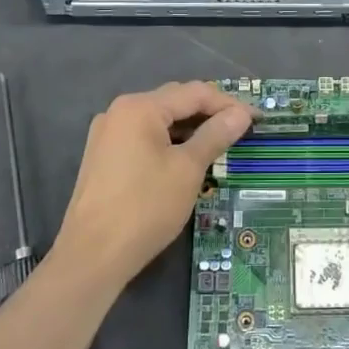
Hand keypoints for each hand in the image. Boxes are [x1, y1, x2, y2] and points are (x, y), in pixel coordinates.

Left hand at [56, 82, 251, 285]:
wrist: (92, 256)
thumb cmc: (145, 207)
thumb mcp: (188, 169)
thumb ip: (216, 135)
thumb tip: (241, 114)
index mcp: (140, 107)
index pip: (194, 93)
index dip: (229, 104)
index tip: (257, 119)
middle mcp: (120, 112)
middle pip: (174, 101)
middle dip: (209, 113)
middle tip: (241, 130)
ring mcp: (107, 134)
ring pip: (159, 121)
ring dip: (190, 129)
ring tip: (219, 144)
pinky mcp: (103, 157)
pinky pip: (144, 137)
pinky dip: (169, 142)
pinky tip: (187, 159)